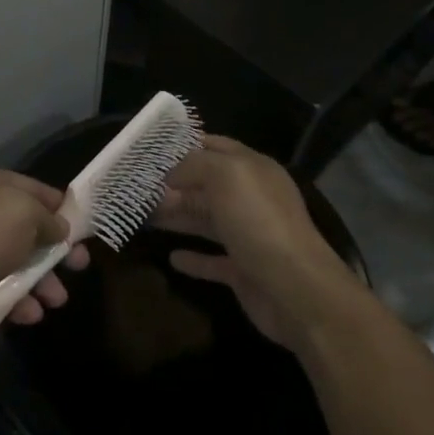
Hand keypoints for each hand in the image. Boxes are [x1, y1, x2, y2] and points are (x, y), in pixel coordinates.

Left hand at [0, 165, 89, 332]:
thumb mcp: (22, 213)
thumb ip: (47, 218)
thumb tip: (58, 229)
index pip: (31, 186)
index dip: (59, 206)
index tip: (85, 228)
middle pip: (25, 225)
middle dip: (54, 248)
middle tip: (80, 267)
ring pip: (15, 259)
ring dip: (41, 279)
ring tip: (57, 300)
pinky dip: (18, 299)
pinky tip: (30, 314)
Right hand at [155, 136, 352, 349]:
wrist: (294, 289)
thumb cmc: (258, 221)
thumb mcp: (225, 175)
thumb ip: (194, 164)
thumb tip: (170, 172)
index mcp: (253, 170)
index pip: (216, 147)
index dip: (185, 145)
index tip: (152, 149)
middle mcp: (252, 199)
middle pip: (207, 186)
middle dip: (175, 184)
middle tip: (139, 186)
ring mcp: (249, 236)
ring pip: (207, 220)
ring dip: (178, 217)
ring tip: (145, 216)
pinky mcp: (243, 271)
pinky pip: (213, 260)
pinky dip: (193, 258)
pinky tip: (171, 257)